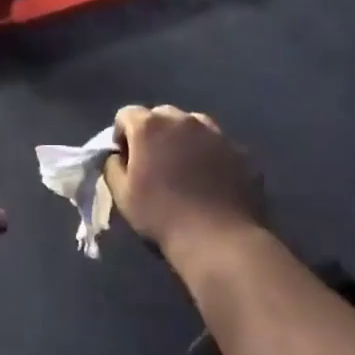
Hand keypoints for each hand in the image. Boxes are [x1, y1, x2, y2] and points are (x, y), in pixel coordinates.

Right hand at [107, 105, 264, 257]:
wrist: (220, 240)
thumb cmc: (162, 216)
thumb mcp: (122, 195)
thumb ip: (112, 167)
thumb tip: (117, 157)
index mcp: (150, 126)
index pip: (126, 114)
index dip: (122, 135)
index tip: (125, 159)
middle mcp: (184, 120)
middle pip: (161, 115)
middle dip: (154, 133)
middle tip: (155, 163)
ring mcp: (217, 134)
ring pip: (194, 125)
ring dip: (184, 139)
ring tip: (186, 169)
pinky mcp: (241, 152)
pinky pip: (219, 146)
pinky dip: (212, 156)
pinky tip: (213, 182)